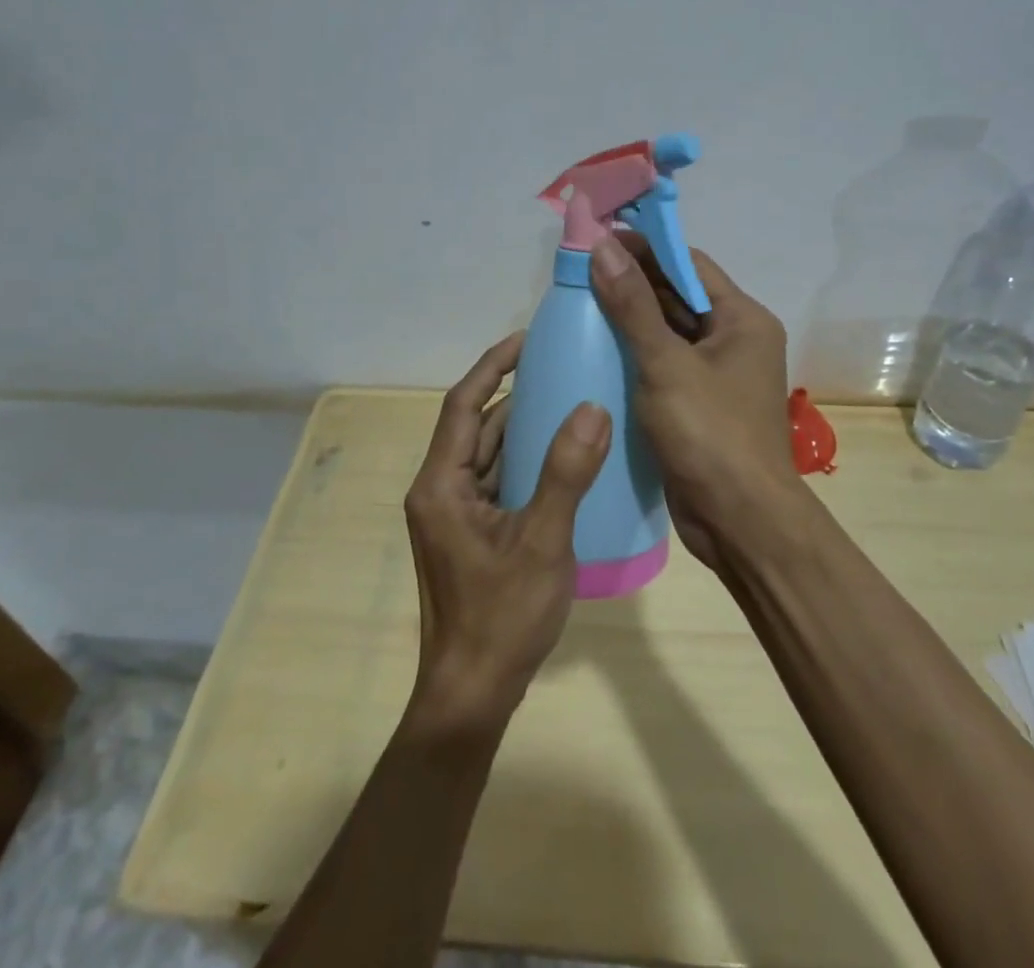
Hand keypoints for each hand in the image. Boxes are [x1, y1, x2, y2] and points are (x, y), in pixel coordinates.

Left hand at [404, 333, 612, 731]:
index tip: (526, 339)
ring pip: (486, 453)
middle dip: (511, 391)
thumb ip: (566, 473)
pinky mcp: (470, 534)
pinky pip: (496, 479)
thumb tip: (593, 408)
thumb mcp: (542, 541)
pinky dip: (522, 459)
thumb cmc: (502, 617)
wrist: (472, 694)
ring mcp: (453, 514)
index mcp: (441, 484)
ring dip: (518, 426)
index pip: (463, 405)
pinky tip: (559, 456)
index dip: (492, 365)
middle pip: (474, 425)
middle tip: (557, 366)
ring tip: (564, 399)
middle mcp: (440, 490)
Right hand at [588, 231, 801, 570]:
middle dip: (631, 284)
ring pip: (667, 333)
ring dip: (629, 320)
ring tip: (578, 306)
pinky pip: (662, 366)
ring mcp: (716, 375)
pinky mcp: (697, 404)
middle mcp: (733, 340)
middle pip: (677, 297)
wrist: (740, 521)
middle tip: (578, 275)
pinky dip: (633, 356)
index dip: (645, 248)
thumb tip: (602, 247)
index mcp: (741, 319)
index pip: (688, 265)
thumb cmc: (710, 434)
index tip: (598, 241)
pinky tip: (594, 351)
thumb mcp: (666, 364)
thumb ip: (632, 305)